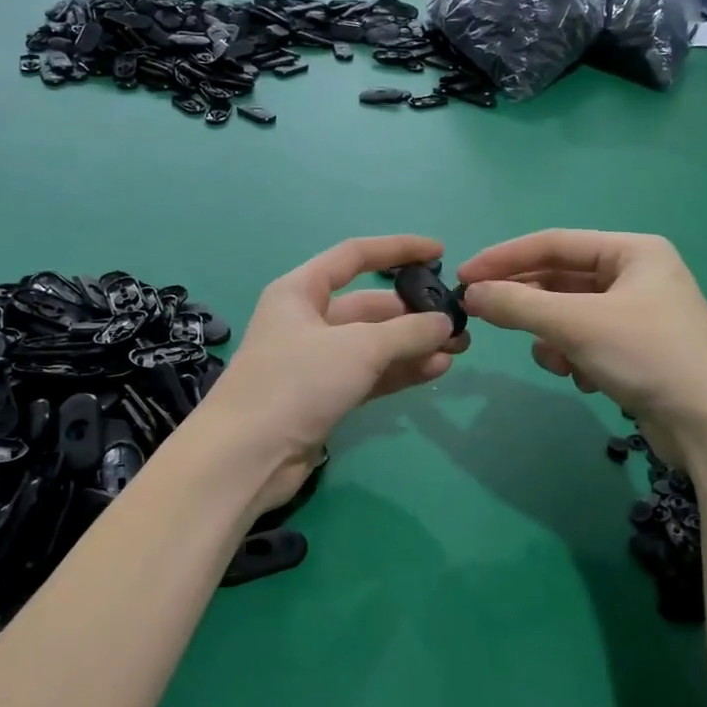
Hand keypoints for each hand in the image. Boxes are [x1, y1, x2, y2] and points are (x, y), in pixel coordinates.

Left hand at [202, 235, 467, 509]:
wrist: (248, 456)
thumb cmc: (297, 382)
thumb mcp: (358, 348)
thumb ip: (408, 332)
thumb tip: (446, 322)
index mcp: (301, 291)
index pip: (354, 257)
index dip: (397, 249)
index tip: (438, 250)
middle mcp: (307, 320)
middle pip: (369, 306)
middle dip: (413, 312)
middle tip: (458, 322)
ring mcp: (315, 361)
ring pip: (373, 344)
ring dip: (413, 345)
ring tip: (458, 349)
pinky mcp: (324, 396)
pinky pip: (370, 374)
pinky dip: (400, 371)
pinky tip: (436, 370)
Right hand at [457, 230, 706, 455]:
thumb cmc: (649, 356)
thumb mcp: (577, 325)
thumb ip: (519, 305)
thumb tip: (471, 294)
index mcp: (632, 251)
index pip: (553, 243)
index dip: (504, 258)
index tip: (464, 277)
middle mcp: (636, 275)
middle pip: (560, 280)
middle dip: (528, 304)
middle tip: (483, 315)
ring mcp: (638, 314)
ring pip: (569, 315)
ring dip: (553, 338)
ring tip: (558, 362)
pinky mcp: (636, 350)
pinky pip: (585, 341)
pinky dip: (575, 358)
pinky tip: (585, 379)